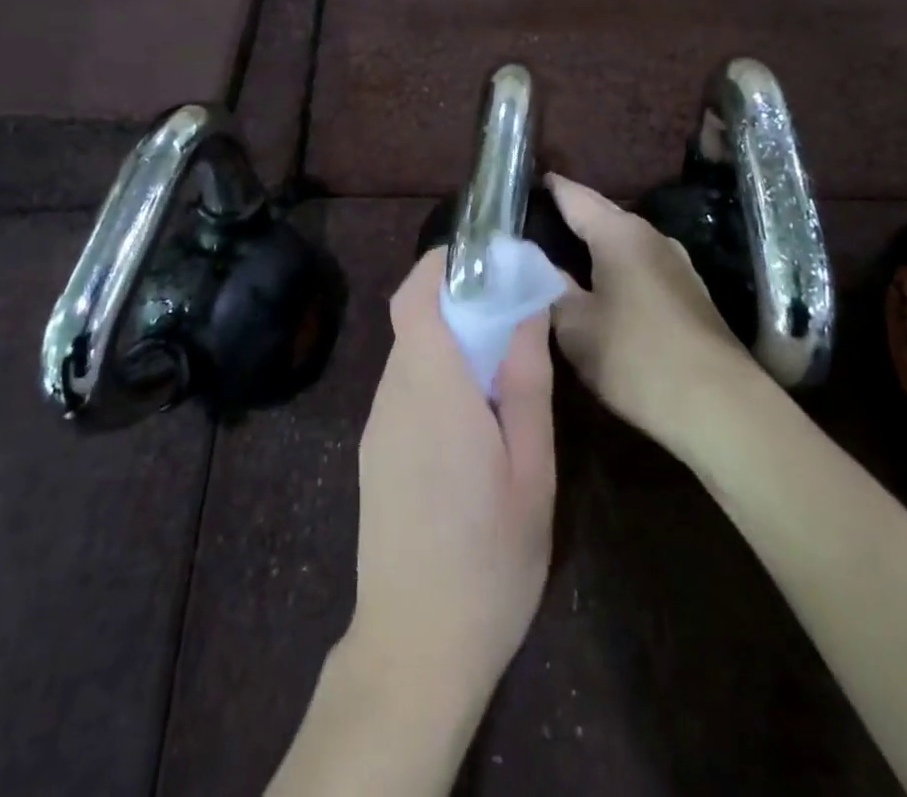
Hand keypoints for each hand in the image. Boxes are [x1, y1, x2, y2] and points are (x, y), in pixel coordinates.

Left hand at [345, 246, 556, 721]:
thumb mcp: (531, 469)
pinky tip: (474, 413)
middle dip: (459, 298)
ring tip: (502, 363)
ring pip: (411, 351)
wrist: (415, 648)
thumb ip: (525, 381)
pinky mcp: (376, 449)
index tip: (489, 258)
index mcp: (432, 388)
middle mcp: (393, 394)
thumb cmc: (489, 560)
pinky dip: (438, 372)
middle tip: (514, 312)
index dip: (444, 263)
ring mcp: (378, 423)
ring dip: (451, 337)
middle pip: (414, 317)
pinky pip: (406, 386)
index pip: (416, 294)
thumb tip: (526, 307)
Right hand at [547, 173, 759, 445]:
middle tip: (531, 219)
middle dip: (569, 214)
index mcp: (619, 233)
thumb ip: (550, 286)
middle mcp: (651, 236)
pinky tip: (600, 284)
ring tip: (559, 252)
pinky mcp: (688, 291)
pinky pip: (639, 264)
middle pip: (601, 214)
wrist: (720, 406)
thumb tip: (535, 262)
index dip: (548, 188)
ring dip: (593, 242)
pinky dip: (614, 265)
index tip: (522, 182)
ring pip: (622, 240)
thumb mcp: (576, 326)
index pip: (574, 196)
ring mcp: (676, 263)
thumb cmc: (636, 358)